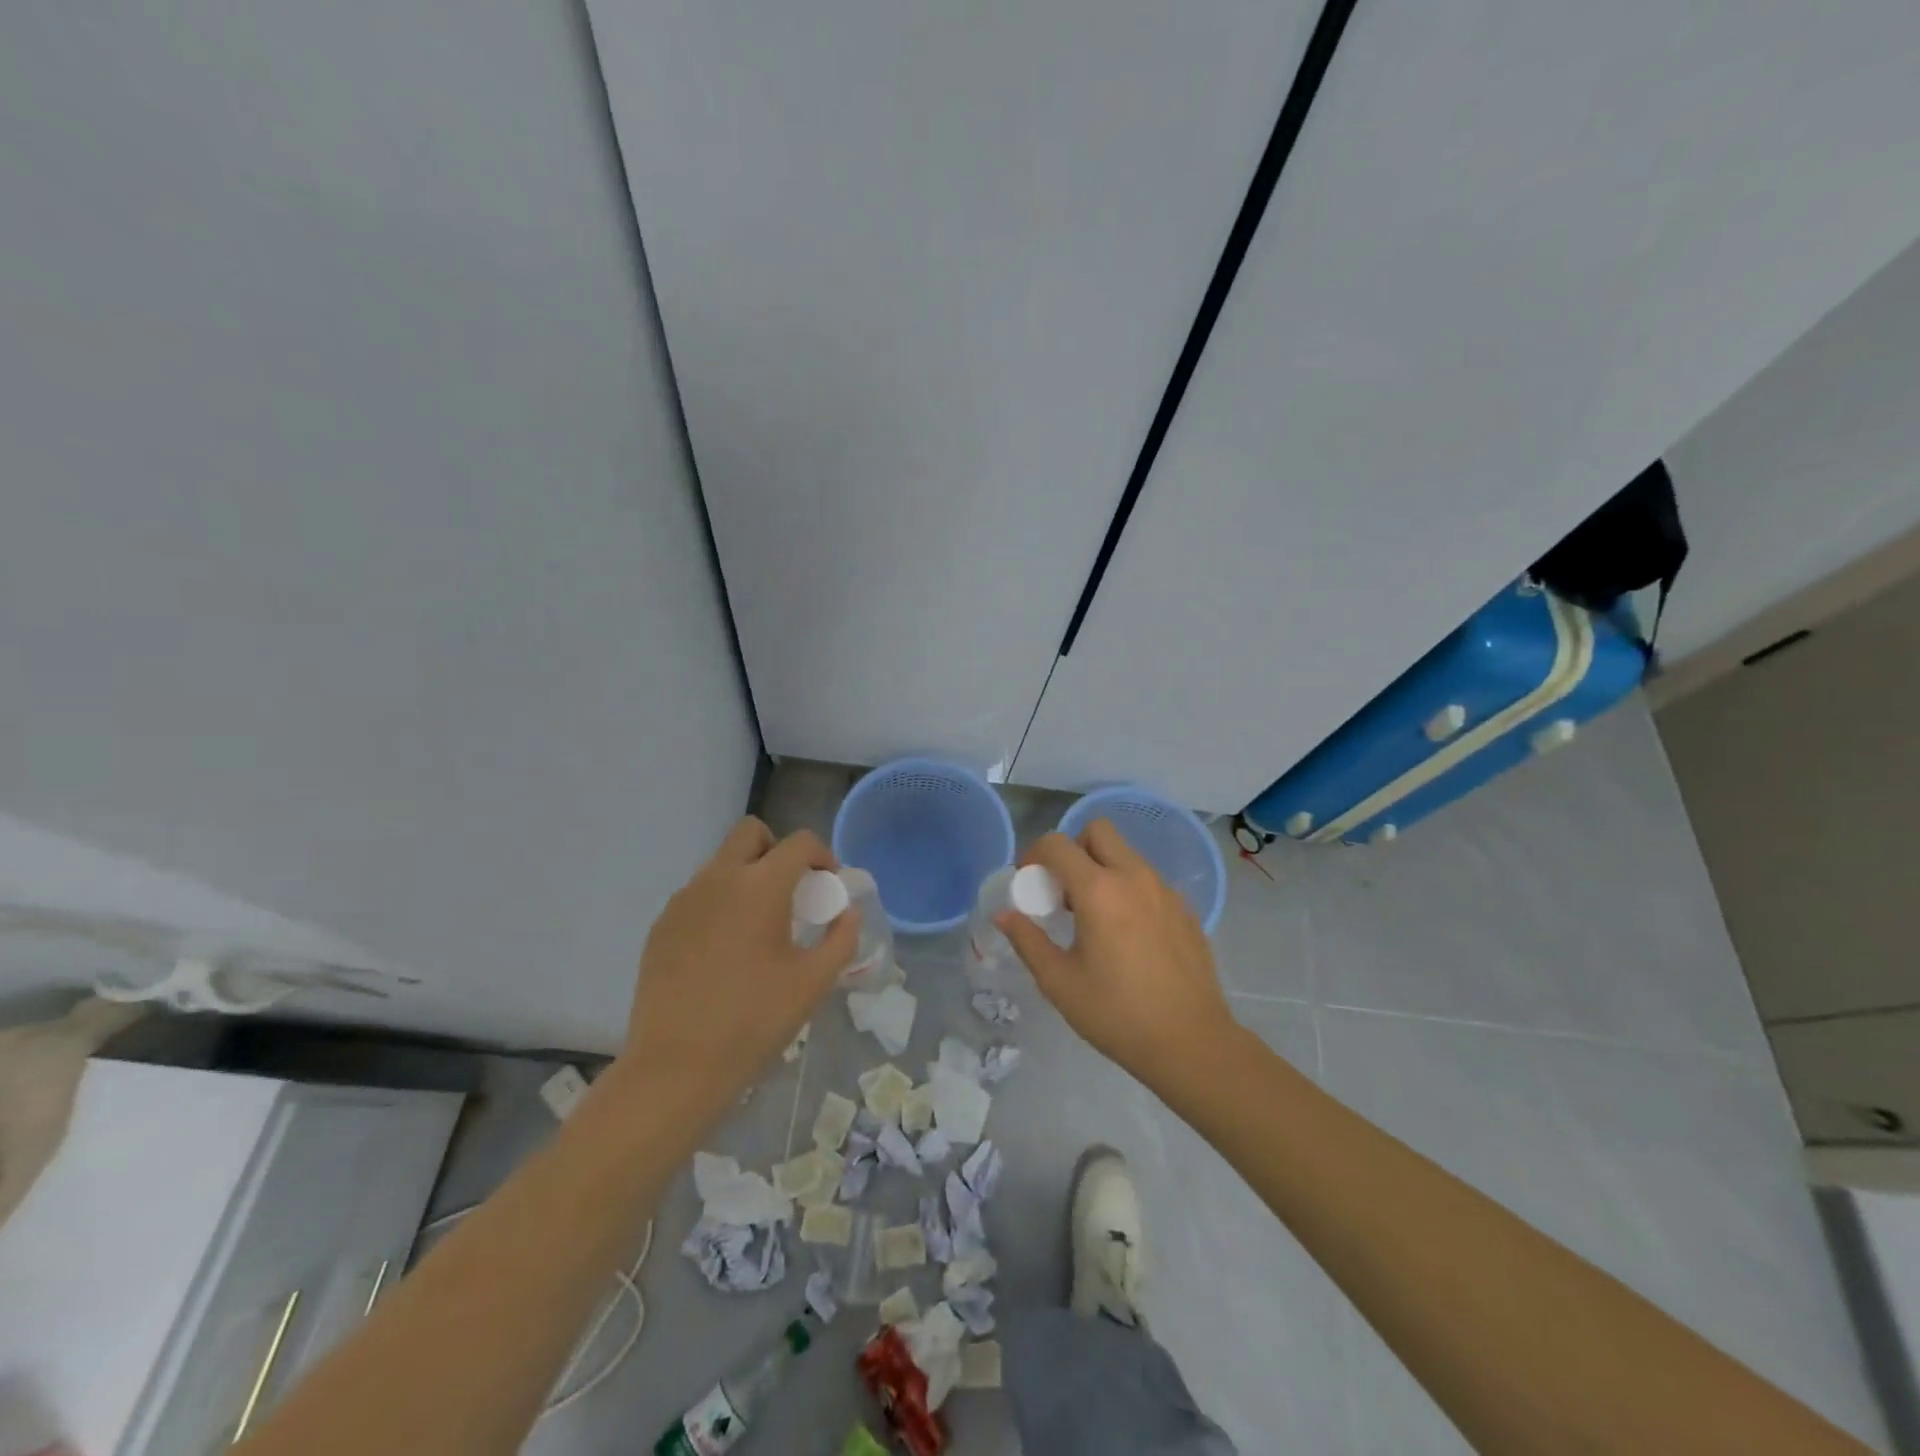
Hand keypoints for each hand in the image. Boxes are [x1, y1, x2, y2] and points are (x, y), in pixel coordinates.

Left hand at [618, 818, 857, 1113]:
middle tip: (791, 890)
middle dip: (777, 850)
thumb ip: (842, 938)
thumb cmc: (755, 1021)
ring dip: (747, 876)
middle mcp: (718, 879)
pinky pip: (698, 895)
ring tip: (758, 926)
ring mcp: (684, 900)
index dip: (822, 855)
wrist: (677, 1067)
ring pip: (721, 863)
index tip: (829, 884)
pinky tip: (725, 950)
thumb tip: (847, 912)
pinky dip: (719, 904)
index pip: (800, 842)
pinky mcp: (661, 925)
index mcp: (761, 886)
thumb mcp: (814, 982)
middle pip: (751, 832)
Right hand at [999, 822, 1236, 1088]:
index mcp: (1099, 890)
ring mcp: (1165, 890)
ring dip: (1102, 868)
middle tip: (1064, 889)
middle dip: (1073, 848)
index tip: (1029, 882)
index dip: (1034, 854)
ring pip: (1126, 854)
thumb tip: (1003, 915)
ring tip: (1095, 916)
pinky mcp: (1185, 908)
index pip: (1057, 844)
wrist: (1191, 1043)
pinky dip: (1129, 889)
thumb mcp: (1059, 981)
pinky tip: (1128, 935)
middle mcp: (1134, 877)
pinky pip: (1149, 880)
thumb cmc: (1116, 1013)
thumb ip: (1027, 940)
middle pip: (1098, 831)